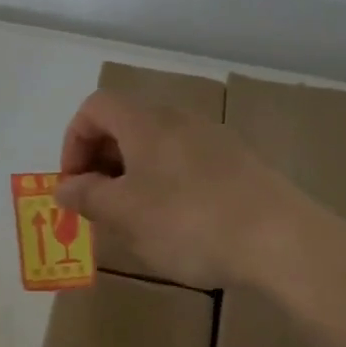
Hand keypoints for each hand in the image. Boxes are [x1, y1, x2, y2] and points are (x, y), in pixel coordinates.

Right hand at [54, 90, 325, 289]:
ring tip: (136, 217)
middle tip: (99, 204)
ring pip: (157, 143)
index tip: (75, 185)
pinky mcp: (239, 161)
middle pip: (125, 123)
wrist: (282, 239)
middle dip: (102, 160)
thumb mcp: (125, 214)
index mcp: (145, 121)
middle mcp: (178, 117)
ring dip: (134, 172)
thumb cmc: (189, 221)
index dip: (73, 142)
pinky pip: (186, 160)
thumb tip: (63, 187)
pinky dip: (167, 180)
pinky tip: (179, 222)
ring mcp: (213, 137)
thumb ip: (87, 197)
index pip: (94, 107)